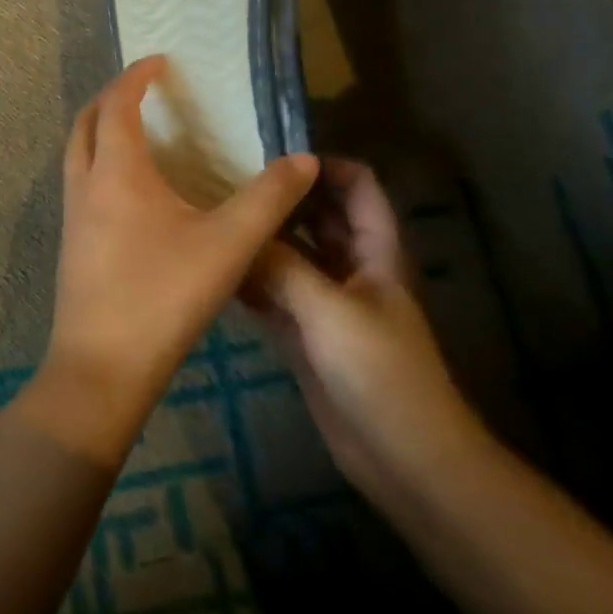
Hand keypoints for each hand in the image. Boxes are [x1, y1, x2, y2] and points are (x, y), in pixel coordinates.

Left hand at [26, 56, 318, 466]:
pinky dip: (99, 166)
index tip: (158, 61)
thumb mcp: (229, 245)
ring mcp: (72, 217)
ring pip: (77, 155)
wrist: (102, 368)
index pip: (117, 104)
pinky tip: (132, 194)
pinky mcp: (72, 246)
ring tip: (138, 134)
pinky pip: (81, 185)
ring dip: (99, 133)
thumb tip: (305, 159)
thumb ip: (269, 198)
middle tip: (141, 91)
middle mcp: (85, 185)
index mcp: (116, 171)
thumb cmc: (163, 296)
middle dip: (109, 99)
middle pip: (84, 123)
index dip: (136, 77)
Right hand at [244, 158, 488, 505]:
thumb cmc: (380, 372)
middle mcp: (349, 267)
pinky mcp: (303, 333)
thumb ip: (282, 267)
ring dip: (261, 239)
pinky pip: (272, 294)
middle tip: (225, 179)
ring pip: (290, 255)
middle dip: (281, 198)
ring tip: (211, 215)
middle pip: (317, 216)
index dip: (324, 166)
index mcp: (374, 251)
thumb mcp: (330, 310)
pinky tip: (214, 269)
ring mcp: (325, 302)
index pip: (358, 187)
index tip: (272, 157)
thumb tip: (238, 229)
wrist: (401, 457)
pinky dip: (249, 281)